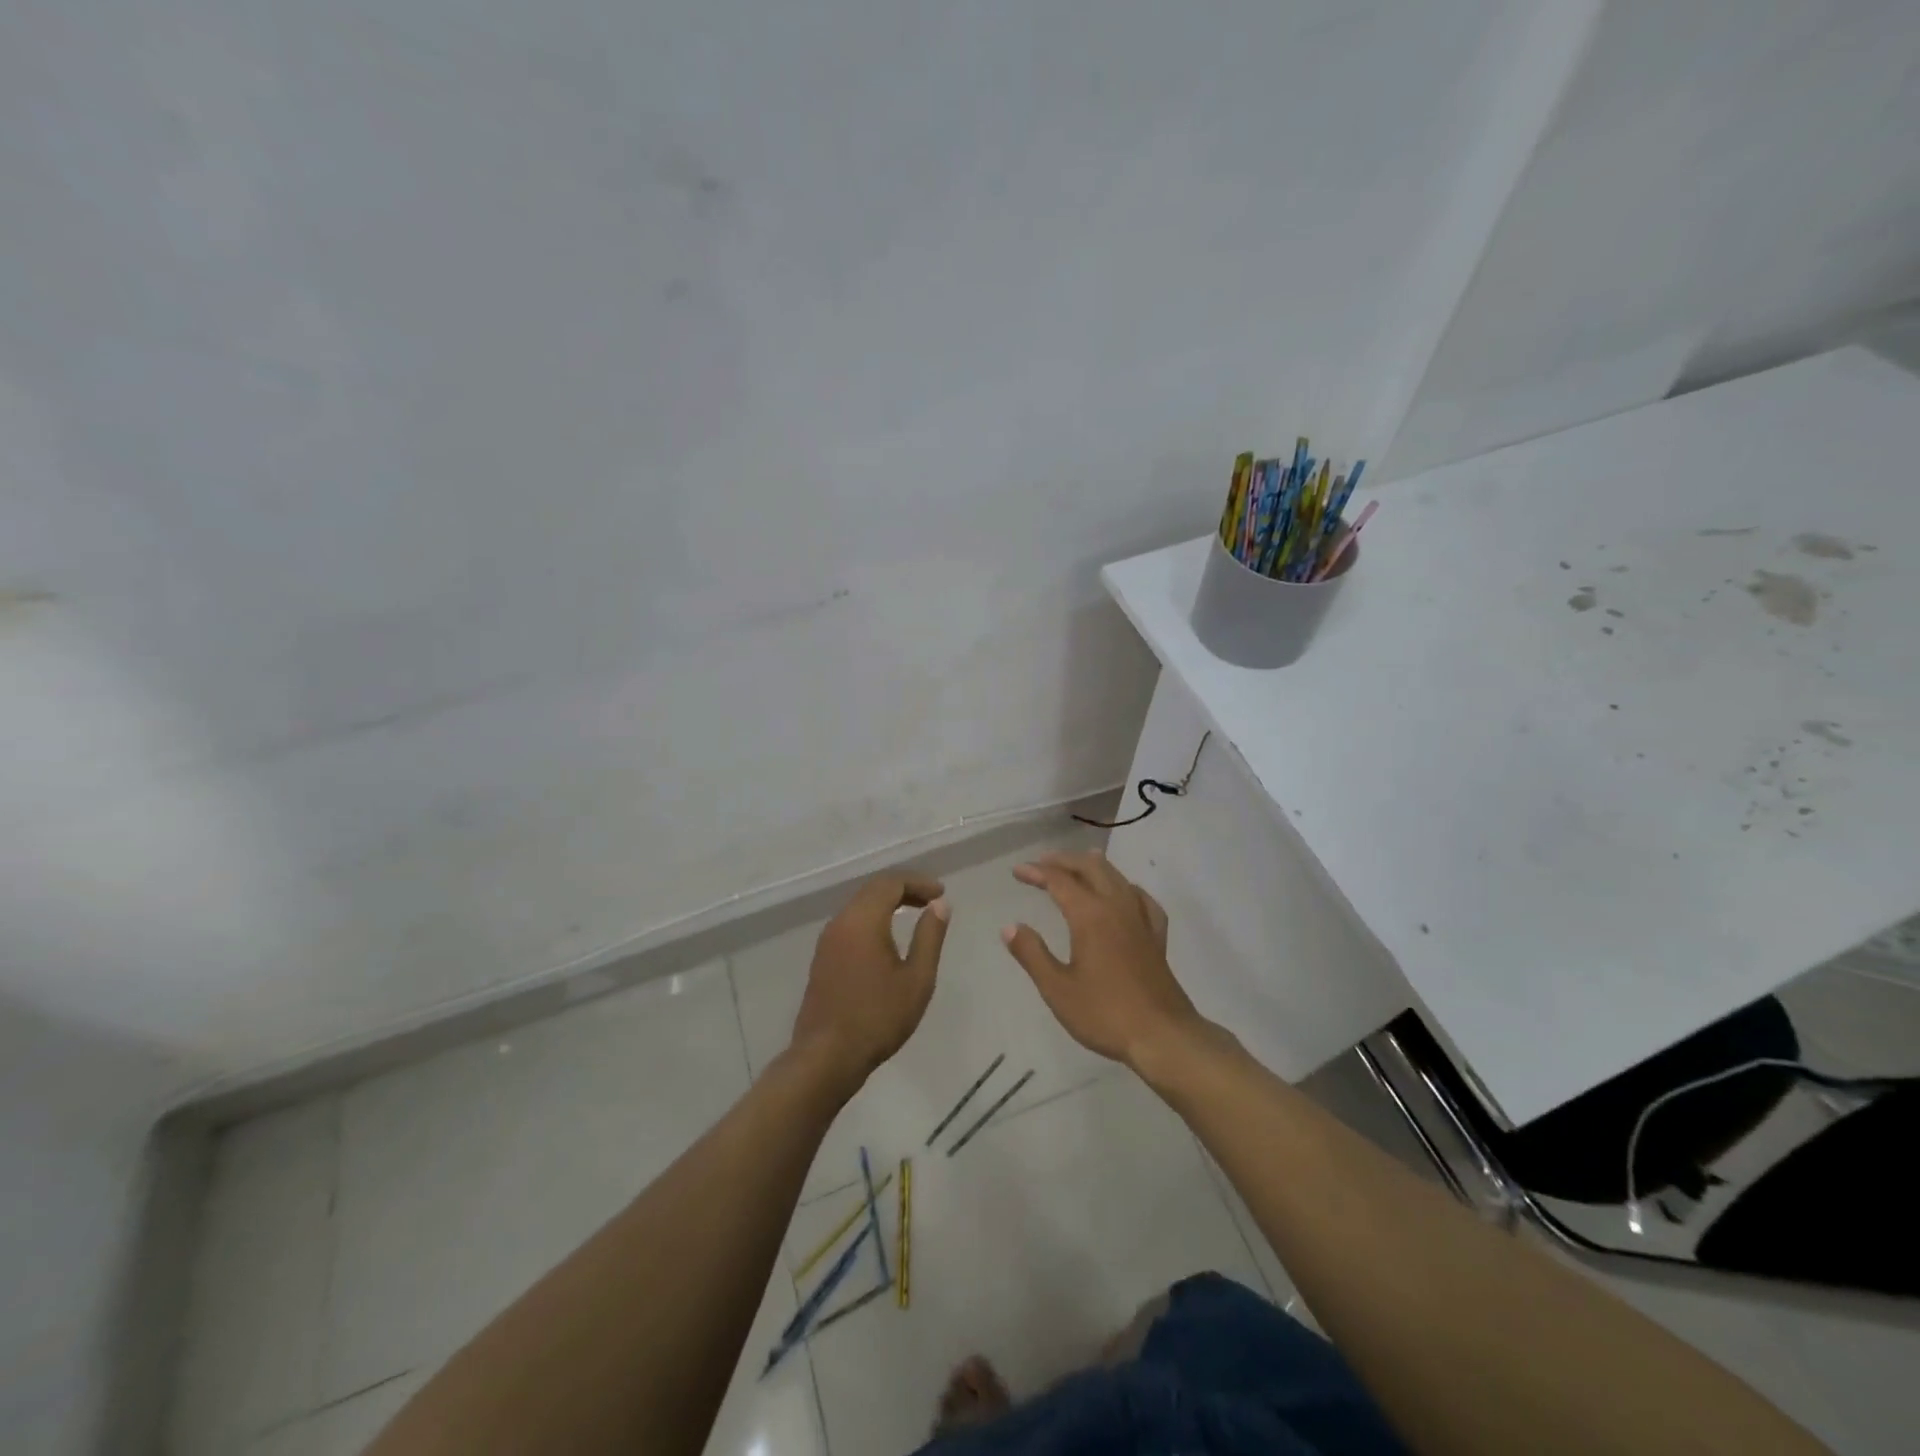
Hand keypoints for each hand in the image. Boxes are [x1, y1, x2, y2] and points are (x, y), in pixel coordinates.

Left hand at [791, 873, 948, 1087]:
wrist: (826, 1057)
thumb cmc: (878, 1018)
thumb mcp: (917, 979)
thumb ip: (930, 937)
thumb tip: (939, 905)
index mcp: (863, 920)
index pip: (891, 883)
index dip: (918, 882)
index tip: (941, 893)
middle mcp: (841, 922)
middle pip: (873, 889)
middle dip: (904, 888)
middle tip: (931, 900)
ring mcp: (827, 940)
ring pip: (860, 905)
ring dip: (887, 902)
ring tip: (914, 913)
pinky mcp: (822, 958)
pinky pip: (851, 923)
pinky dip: (873, 918)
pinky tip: (888, 937)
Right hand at [1001, 851, 1207, 1069]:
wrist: (1163, 1036)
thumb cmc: (1105, 1013)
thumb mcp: (1057, 989)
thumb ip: (1032, 954)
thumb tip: (1009, 926)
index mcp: (1090, 916)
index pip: (1059, 881)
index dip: (1037, 872)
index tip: (1017, 871)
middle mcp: (1117, 907)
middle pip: (1091, 868)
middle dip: (1064, 860)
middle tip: (1042, 863)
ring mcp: (1141, 919)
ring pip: (1117, 877)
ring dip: (1093, 866)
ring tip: (1077, 865)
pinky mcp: (1156, 935)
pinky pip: (1141, 898)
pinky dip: (1125, 887)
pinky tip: (1124, 894)